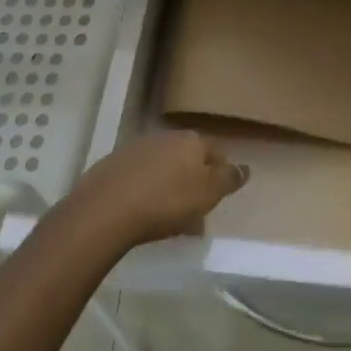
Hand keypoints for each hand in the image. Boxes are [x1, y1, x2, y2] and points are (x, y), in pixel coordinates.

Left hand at [67, 130, 248, 246]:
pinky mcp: (113, 164)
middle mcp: (166, 137)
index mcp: (192, 140)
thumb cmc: (166, 201)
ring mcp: (137, 148)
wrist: (105, 209)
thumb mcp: (207, 194)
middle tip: (196, 206)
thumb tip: (245, 167)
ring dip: (170, 184)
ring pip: (164, 165)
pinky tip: (143, 210)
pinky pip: (140, 176)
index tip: (221, 192)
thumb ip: (228, 179)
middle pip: (188, 156)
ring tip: (169, 213)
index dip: (222, 170)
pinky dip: (147, 189)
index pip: (216, 150)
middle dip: (194, 178)